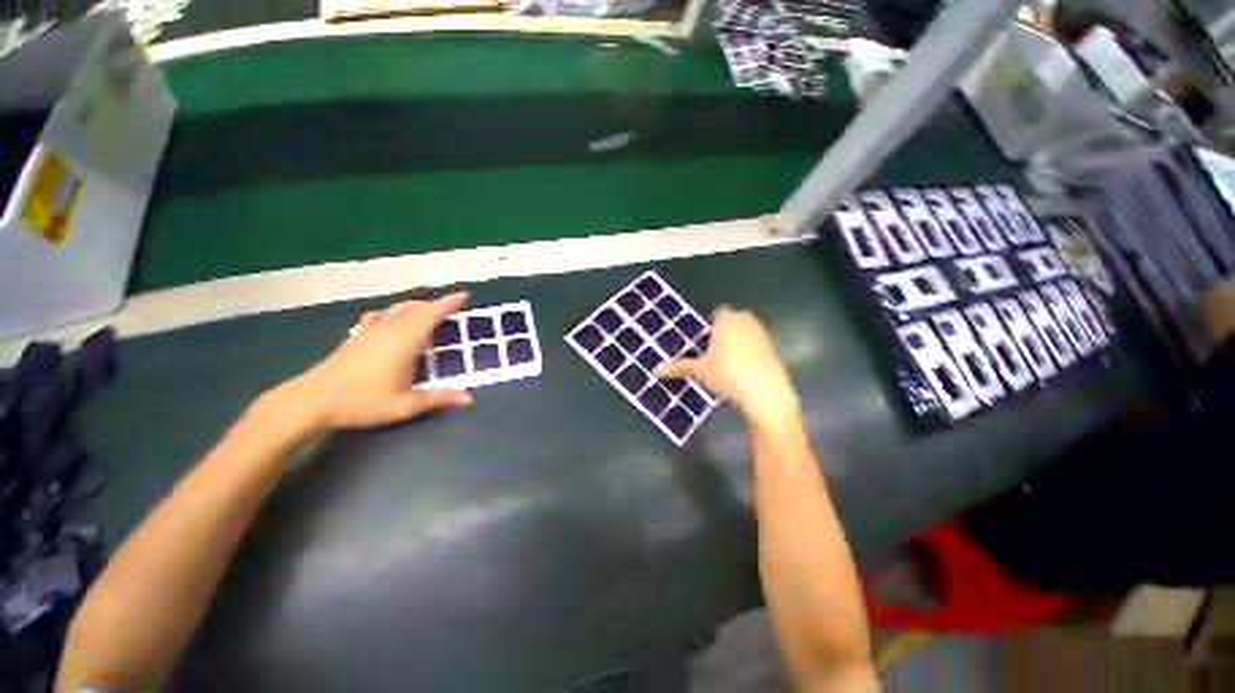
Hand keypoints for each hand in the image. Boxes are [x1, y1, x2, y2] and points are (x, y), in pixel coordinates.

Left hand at [275, 293, 473, 430]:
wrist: (311, 401)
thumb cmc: (362, 402)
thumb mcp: (405, 405)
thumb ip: (439, 399)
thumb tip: (470, 399)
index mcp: (404, 342)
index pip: (430, 315)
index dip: (448, 304)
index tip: (464, 295)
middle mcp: (388, 330)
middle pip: (415, 308)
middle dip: (436, 304)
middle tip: (453, 305)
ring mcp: (369, 331)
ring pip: (397, 309)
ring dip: (416, 305)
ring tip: (429, 309)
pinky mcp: (356, 337)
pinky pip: (379, 315)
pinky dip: (393, 311)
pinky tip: (390, 317)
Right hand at [656, 306, 799, 429]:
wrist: (764, 392)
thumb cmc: (727, 374)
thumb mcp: (700, 371)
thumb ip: (679, 367)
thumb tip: (656, 369)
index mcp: (726, 319)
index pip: (718, 313)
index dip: (711, 324)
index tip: (705, 339)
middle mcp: (745, 320)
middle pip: (733, 320)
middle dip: (724, 331)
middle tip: (713, 350)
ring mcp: (762, 332)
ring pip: (746, 331)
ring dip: (738, 340)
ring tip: (727, 360)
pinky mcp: (773, 346)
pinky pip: (757, 342)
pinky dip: (750, 350)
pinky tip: (744, 368)